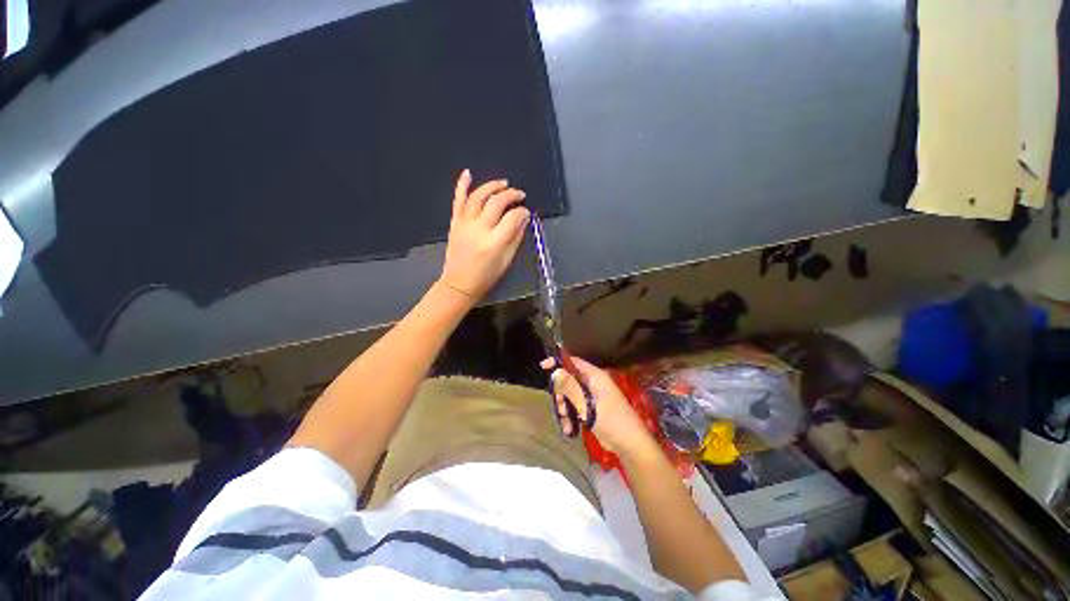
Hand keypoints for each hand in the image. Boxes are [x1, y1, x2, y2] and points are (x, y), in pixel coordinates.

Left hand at [439, 169, 530, 301]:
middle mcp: (479, 229)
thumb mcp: (507, 261)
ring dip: (492, 186)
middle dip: (511, 195)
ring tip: (504, 183)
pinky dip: (462, 185)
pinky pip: (458, 200)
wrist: (459, 283)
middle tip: (520, 194)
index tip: (527, 212)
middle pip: (496, 203)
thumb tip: (523, 218)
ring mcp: (464, 224)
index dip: (522, 212)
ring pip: (478, 197)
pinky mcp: (454, 223)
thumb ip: (516, 237)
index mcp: (494, 242)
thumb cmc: (486, 276)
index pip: (512, 218)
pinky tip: (468, 173)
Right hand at [541, 355, 655, 457]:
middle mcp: (593, 383)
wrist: (629, 444)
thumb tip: (556, 372)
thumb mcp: (588, 405)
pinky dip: (570, 416)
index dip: (559, 363)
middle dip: (561, 394)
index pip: (574, 362)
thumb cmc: (611, 421)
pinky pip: (575, 407)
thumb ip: (571, 388)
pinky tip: (569, 429)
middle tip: (559, 406)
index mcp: (595, 376)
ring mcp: (592, 396)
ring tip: (565, 422)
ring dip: (564, 408)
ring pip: (570, 395)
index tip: (543, 367)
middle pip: (569, 380)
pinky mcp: (591, 409)